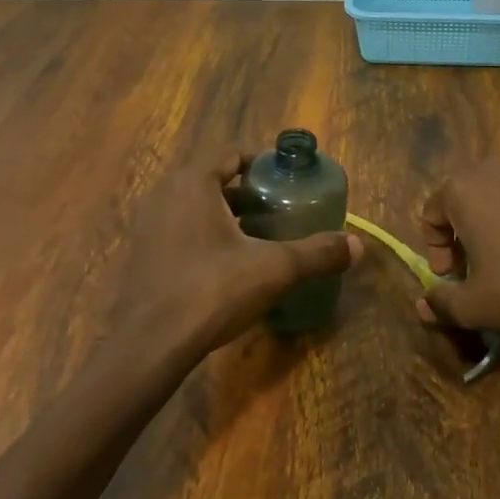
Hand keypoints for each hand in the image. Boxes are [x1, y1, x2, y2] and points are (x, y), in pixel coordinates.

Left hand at [109, 147, 360, 366]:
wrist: (149, 344)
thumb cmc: (211, 290)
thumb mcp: (274, 269)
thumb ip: (317, 253)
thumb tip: (358, 246)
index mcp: (193, 183)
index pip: (229, 153)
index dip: (259, 162)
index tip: (284, 180)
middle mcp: (164, 195)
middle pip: (211, 179)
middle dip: (245, 192)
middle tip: (275, 209)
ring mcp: (146, 226)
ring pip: (193, 207)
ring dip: (223, 215)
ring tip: (255, 237)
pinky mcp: (140, 256)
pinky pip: (177, 231)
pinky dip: (203, 237)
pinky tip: (225, 266)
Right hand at [416, 153, 499, 337]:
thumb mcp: (475, 304)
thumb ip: (442, 304)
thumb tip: (422, 307)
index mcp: (461, 188)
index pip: (432, 214)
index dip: (436, 249)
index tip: (450, 277)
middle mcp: (490, 168)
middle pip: (461, 201)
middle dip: (460, 235)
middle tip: (471, 270)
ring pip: (491, 198)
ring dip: (486, 225)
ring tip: (499, 261)